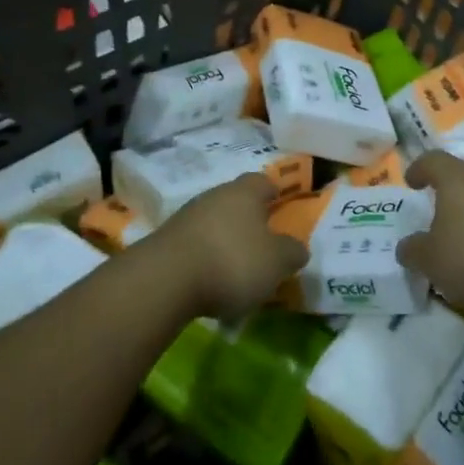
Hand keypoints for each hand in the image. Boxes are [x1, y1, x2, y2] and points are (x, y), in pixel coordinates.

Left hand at [146, 173, 308, 318]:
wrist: (166, 279)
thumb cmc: (232, 261)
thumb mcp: (276, 262)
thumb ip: (292, 252)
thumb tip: (298, 248)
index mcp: (245, 192)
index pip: (264, 181)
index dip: (275, 193)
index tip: (281, 208)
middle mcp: (216, 195)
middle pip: (237, 201)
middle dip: (250, 220)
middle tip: (262, 245)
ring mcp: (188, 215)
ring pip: (215, 222)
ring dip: (226, 241)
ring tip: (237, 271)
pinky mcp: (167, 240)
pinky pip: (196, 244)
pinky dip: (206, 258)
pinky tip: (210, 282)